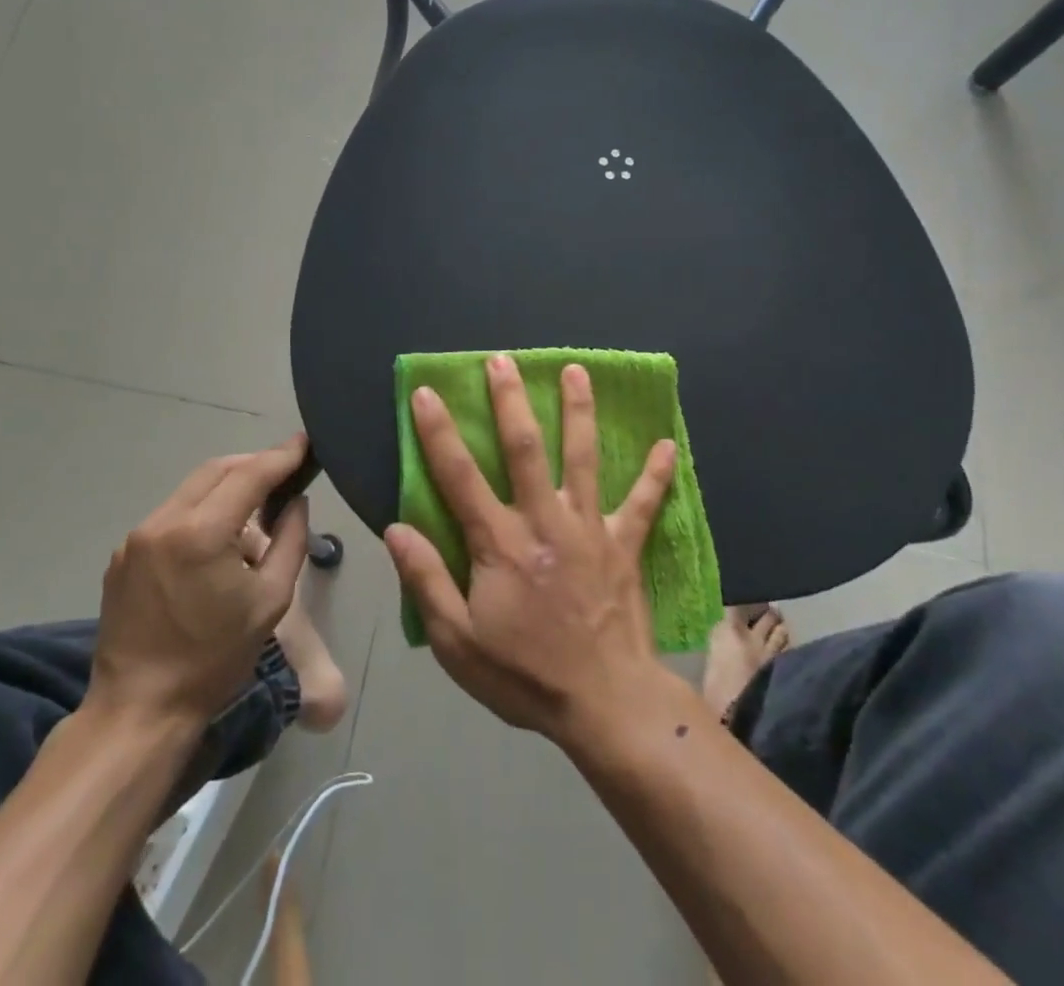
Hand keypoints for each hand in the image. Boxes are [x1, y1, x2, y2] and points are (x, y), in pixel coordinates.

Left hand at [86, 435, 310, 727]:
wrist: (139, 711)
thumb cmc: (214, 659)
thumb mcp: (271, 600)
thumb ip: (291, 540)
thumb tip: (295, 502)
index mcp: (201, 532)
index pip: (250, 475)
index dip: (282, 455)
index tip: (305, 441)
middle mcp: (163, 522)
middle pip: (217, 470)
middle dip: (254, 463)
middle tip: (285, 469)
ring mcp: (137, 537)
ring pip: (191, 489)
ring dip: (226, 485)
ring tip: (256, 502)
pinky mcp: (123, 555)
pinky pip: (171, 515)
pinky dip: (201, 509)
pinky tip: (218, 535)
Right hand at [385, 356, 676, 742]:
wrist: (604, 704)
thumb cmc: (524, 673)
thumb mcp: (458, 642)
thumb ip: (427, 581)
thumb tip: (397, 528)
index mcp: (500, 543)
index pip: (460, 476)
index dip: (440, 432)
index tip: (428, 393)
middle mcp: (544, 521)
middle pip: (525, 449)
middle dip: (511, 401)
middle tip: (503, 360)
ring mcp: (589, 528)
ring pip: (582, 458)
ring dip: (579, 411)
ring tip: (576, 370)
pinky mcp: (624, 544)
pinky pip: (643, 503)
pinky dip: (655, 474)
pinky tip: (666, 443)